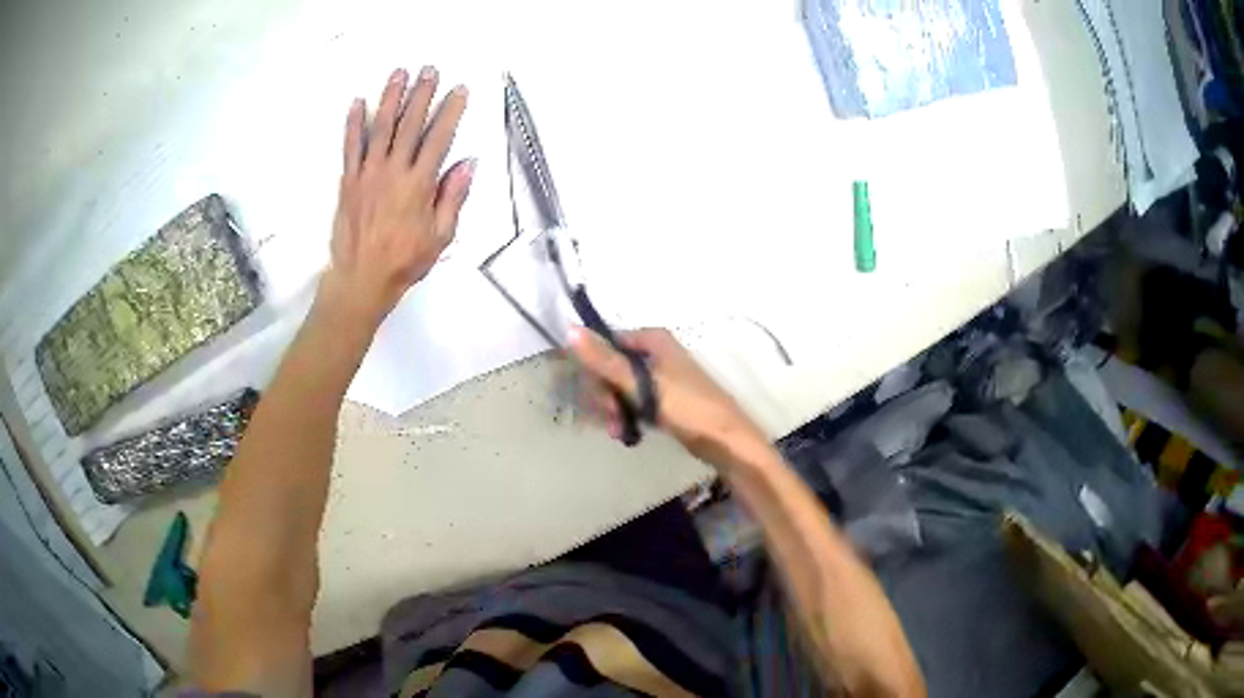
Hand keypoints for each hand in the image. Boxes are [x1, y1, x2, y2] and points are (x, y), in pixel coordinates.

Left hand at [319, 67, 473, 329]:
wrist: (361, 279)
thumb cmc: (405, 261)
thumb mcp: (441, 235)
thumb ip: (453, 197)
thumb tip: (468, 162)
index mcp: (419, 184)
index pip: (439, 138)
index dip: (450, 111)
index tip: (459, 90)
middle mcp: (393, 171)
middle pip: (409, 124)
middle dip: (421, 94)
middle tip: (429, 70)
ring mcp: (368, 173)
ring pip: (380, 128)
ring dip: (390, 98)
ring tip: (398, 73)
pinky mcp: (348, 181)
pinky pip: (351, 147)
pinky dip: (353, 124)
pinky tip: (357, 103)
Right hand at [568, 326, 770, 468]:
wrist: (725, 440)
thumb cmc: (686, 407)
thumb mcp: (640, 384)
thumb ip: (605, 360)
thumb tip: (570, 328)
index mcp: (653, 339)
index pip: (608, 344)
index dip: (596, 369)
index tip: (594, 395)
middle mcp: (657, 352)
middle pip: (613, 367)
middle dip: (606, 396)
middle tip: (610, 420)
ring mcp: (662, 376)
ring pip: (623, 387)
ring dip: (615, 410)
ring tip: (619, 432)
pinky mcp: (666, 399)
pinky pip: (636, 401)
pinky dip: (629, 415)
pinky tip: (627, 433)